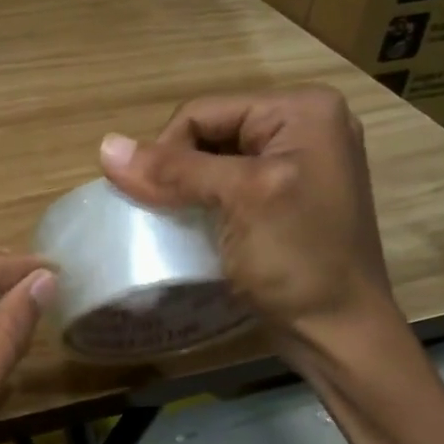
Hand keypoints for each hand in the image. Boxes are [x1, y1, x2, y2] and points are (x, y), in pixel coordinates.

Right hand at [98, 87, 397, 338]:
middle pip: (209, 133)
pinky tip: (196, 227)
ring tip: (174, 221)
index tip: (150, 198)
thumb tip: (104, 146)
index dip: (166, 150)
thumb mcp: (239, 200)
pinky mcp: (288, 199)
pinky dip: (205, 204)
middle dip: (179, 170)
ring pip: (215, 162)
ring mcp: (299, 165)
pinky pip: (231, 187)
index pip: (203, 112)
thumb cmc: (298, 259)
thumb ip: (174, 170)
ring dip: (187, 190)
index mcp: (303, 110)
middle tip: (162, 212)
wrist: (339, 333)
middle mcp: (304, 126)